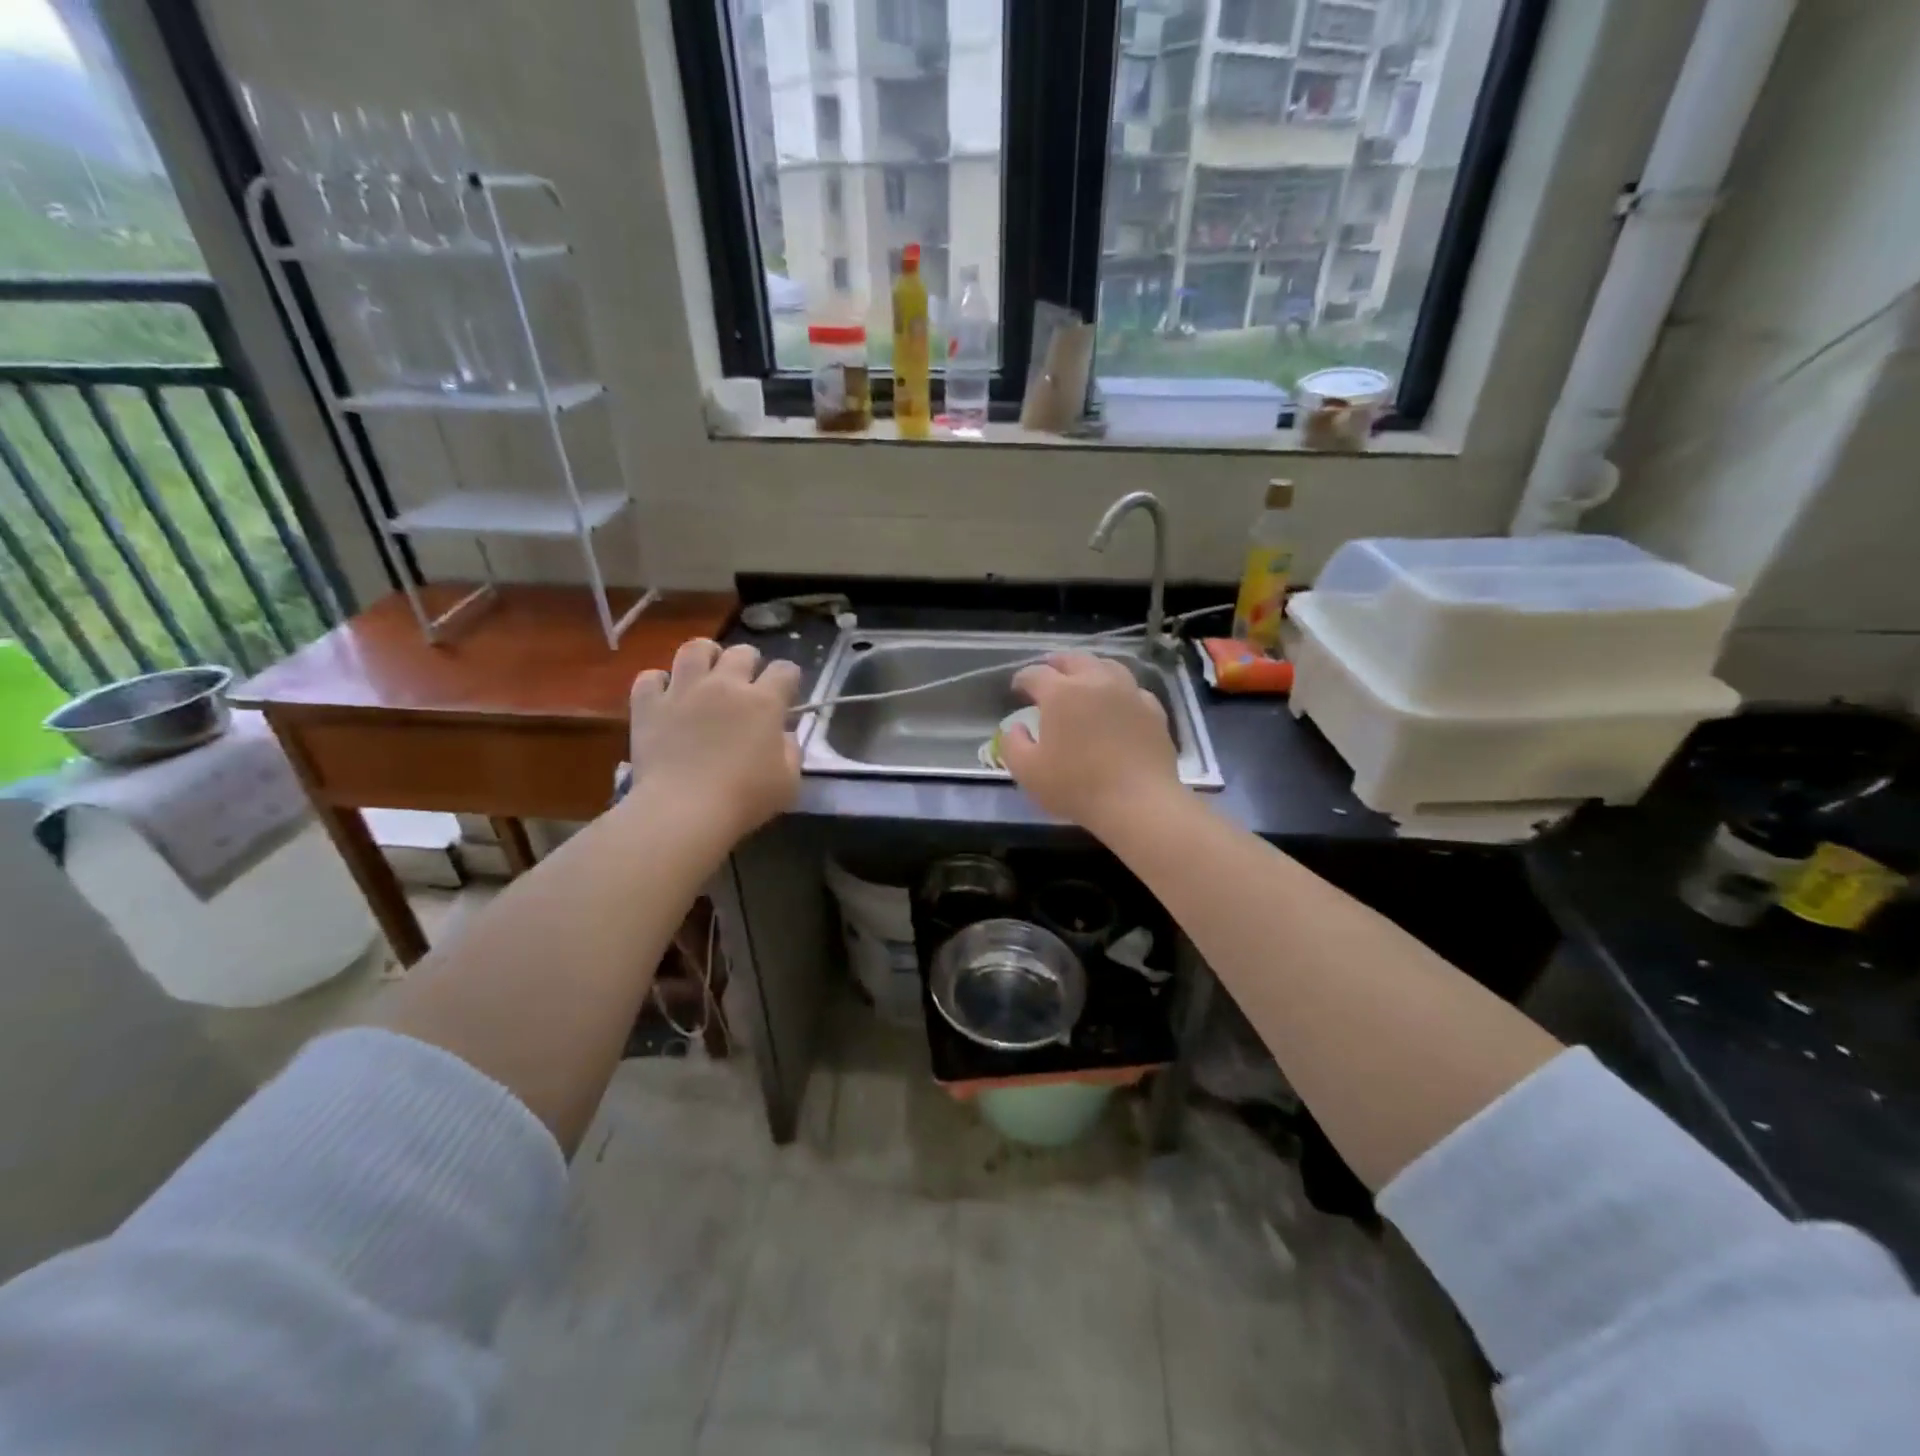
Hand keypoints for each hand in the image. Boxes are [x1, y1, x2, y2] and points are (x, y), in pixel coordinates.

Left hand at [629, 640, 801, 843]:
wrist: (683, 811)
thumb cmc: (744, 798)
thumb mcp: (788, 781)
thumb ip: (790, 751)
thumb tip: (782, 735)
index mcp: (764, 702)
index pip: (785, 670)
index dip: (789, 679)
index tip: (786, 696)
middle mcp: (725, 685)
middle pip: (742, 652)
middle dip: (749, 663)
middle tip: (746, 686)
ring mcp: (683, 690)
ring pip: (695, 648)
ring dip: (705, 657)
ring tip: (706, 674)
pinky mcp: (648, 705)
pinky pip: (650, 677)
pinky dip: (658, 683)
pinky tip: (665, 697)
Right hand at [1001, 653, 1181, 831]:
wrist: (1138, 803)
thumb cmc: (1076, 787)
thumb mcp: (1027, 771)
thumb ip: (1012, 745)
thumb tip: (1015, 728)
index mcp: (1061, 693)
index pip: (1035, 674)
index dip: (1022, 679)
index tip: (1016, 689)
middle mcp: (1095, 682)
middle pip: (1073, 660)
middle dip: (1056, 664)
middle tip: (1047, 674)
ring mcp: (1129, 693)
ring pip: (1107, 666)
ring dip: (1089, 668)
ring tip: (1083, 678)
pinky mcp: (1153, 710)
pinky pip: (1133, 689)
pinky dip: (1119, 689)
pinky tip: (1118, 702)